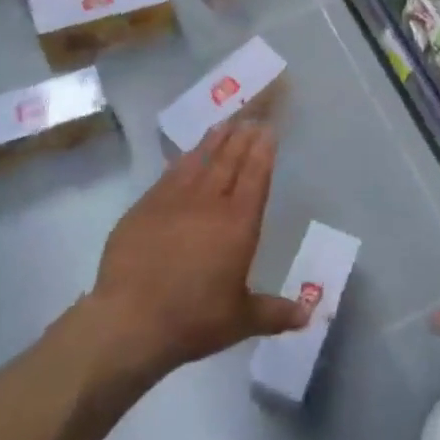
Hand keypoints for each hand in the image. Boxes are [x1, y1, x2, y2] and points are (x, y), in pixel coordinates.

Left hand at [88, 121, 309, 381]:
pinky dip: (184, 159)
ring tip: (225, 123)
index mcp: (238, 224)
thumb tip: (309, 316)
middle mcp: (209, 202)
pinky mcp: (145, 206)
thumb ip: (275, 313)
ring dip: (215, 140)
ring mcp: (174, 200)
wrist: (129, 321)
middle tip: (251, 117)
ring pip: (200, 159)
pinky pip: (170, 173)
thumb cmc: (193, 320)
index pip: (255, 176)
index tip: (268, 129)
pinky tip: (187, 154)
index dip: (263, 150)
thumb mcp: (241, 320)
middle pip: (229, 160)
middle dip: (242, 136)